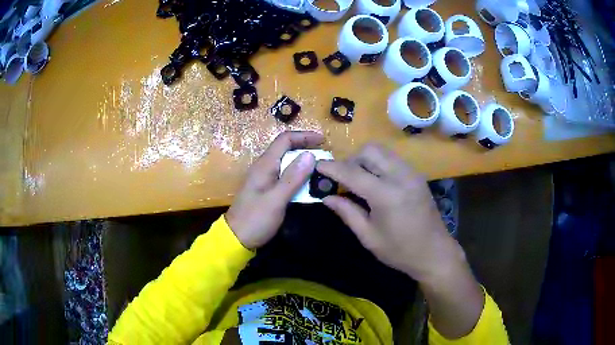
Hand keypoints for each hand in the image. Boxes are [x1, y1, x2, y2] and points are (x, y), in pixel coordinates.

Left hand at [226, 131, 323, 249]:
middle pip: (286, 149)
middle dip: (306, 148)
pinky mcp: (267, 189)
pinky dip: (299, 176)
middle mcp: (264, 167)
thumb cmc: (255, 219)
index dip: (304, 136)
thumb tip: (310, 155)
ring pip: (287, 163)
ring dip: (304, 163)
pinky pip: (286, 176)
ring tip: (321, 170)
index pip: (285, 140)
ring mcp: (265, 178)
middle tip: (326, 156)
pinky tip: (309, 184)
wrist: (237, 238)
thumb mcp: (276, 199)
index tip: (323, 141)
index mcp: (265, 165)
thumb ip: (293, 177)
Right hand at [318, 144, 484, 338]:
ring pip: (382, 151)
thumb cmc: (400, 251)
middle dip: (351, 159)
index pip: (352, 172)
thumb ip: (347, 212)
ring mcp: (411, 173)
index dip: (332, 167)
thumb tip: (326, 197)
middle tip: (343, 179)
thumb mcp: (369, 237)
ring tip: (359, 180)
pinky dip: (379, 163)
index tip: (318, 165)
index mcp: (385, 195)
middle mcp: (400, 176)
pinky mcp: (417, 175)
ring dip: (365, 159)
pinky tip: (376, 182)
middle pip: (369, 150)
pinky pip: (393, 159)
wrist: (435, 252)